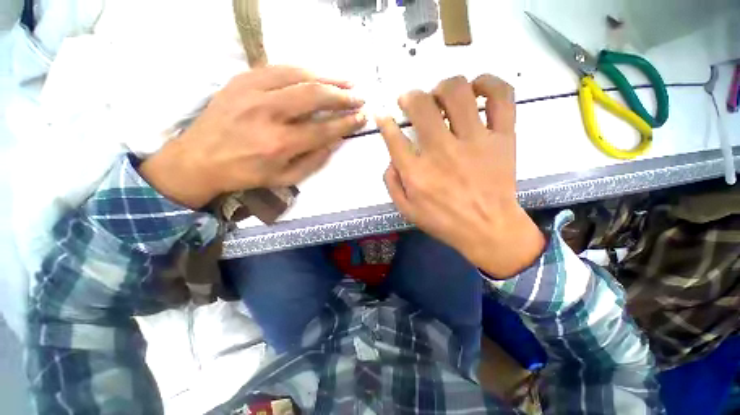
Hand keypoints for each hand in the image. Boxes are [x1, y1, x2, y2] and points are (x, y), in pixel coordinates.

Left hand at [140, 66, 366, 208]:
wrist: (199, 159)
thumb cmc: (246, 173)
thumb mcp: (284, 178)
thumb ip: (313, 161)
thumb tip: (335, 142)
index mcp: (279, 144)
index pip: (323, 129)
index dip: (346, 123)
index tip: (362, 118)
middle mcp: (268, 114)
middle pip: (314, 97)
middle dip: (342, 97)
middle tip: (359, 98)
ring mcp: (252, 92)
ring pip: (299, 76)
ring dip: (327, 78)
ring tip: (346, 81)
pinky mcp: (241, 80)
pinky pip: (278, 68)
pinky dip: (303, 70)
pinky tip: (317, 74)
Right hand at [378, 75, 544, 277]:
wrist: (488, 229)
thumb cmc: (444, 222)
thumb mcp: (407, 210)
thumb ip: (392, 183)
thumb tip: (391, 159)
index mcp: (416, 172)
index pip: (393, 136)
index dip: (385, 122)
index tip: (384, 116)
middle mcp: (442, 151)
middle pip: (421, 105)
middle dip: (410, 97)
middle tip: (410, 101)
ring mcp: (475, 141)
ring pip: (458, 93)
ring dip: (443, 87)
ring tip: (440, 95)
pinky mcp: (502, 138)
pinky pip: (501, 97)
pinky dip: (490, 83)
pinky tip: (477, 88)